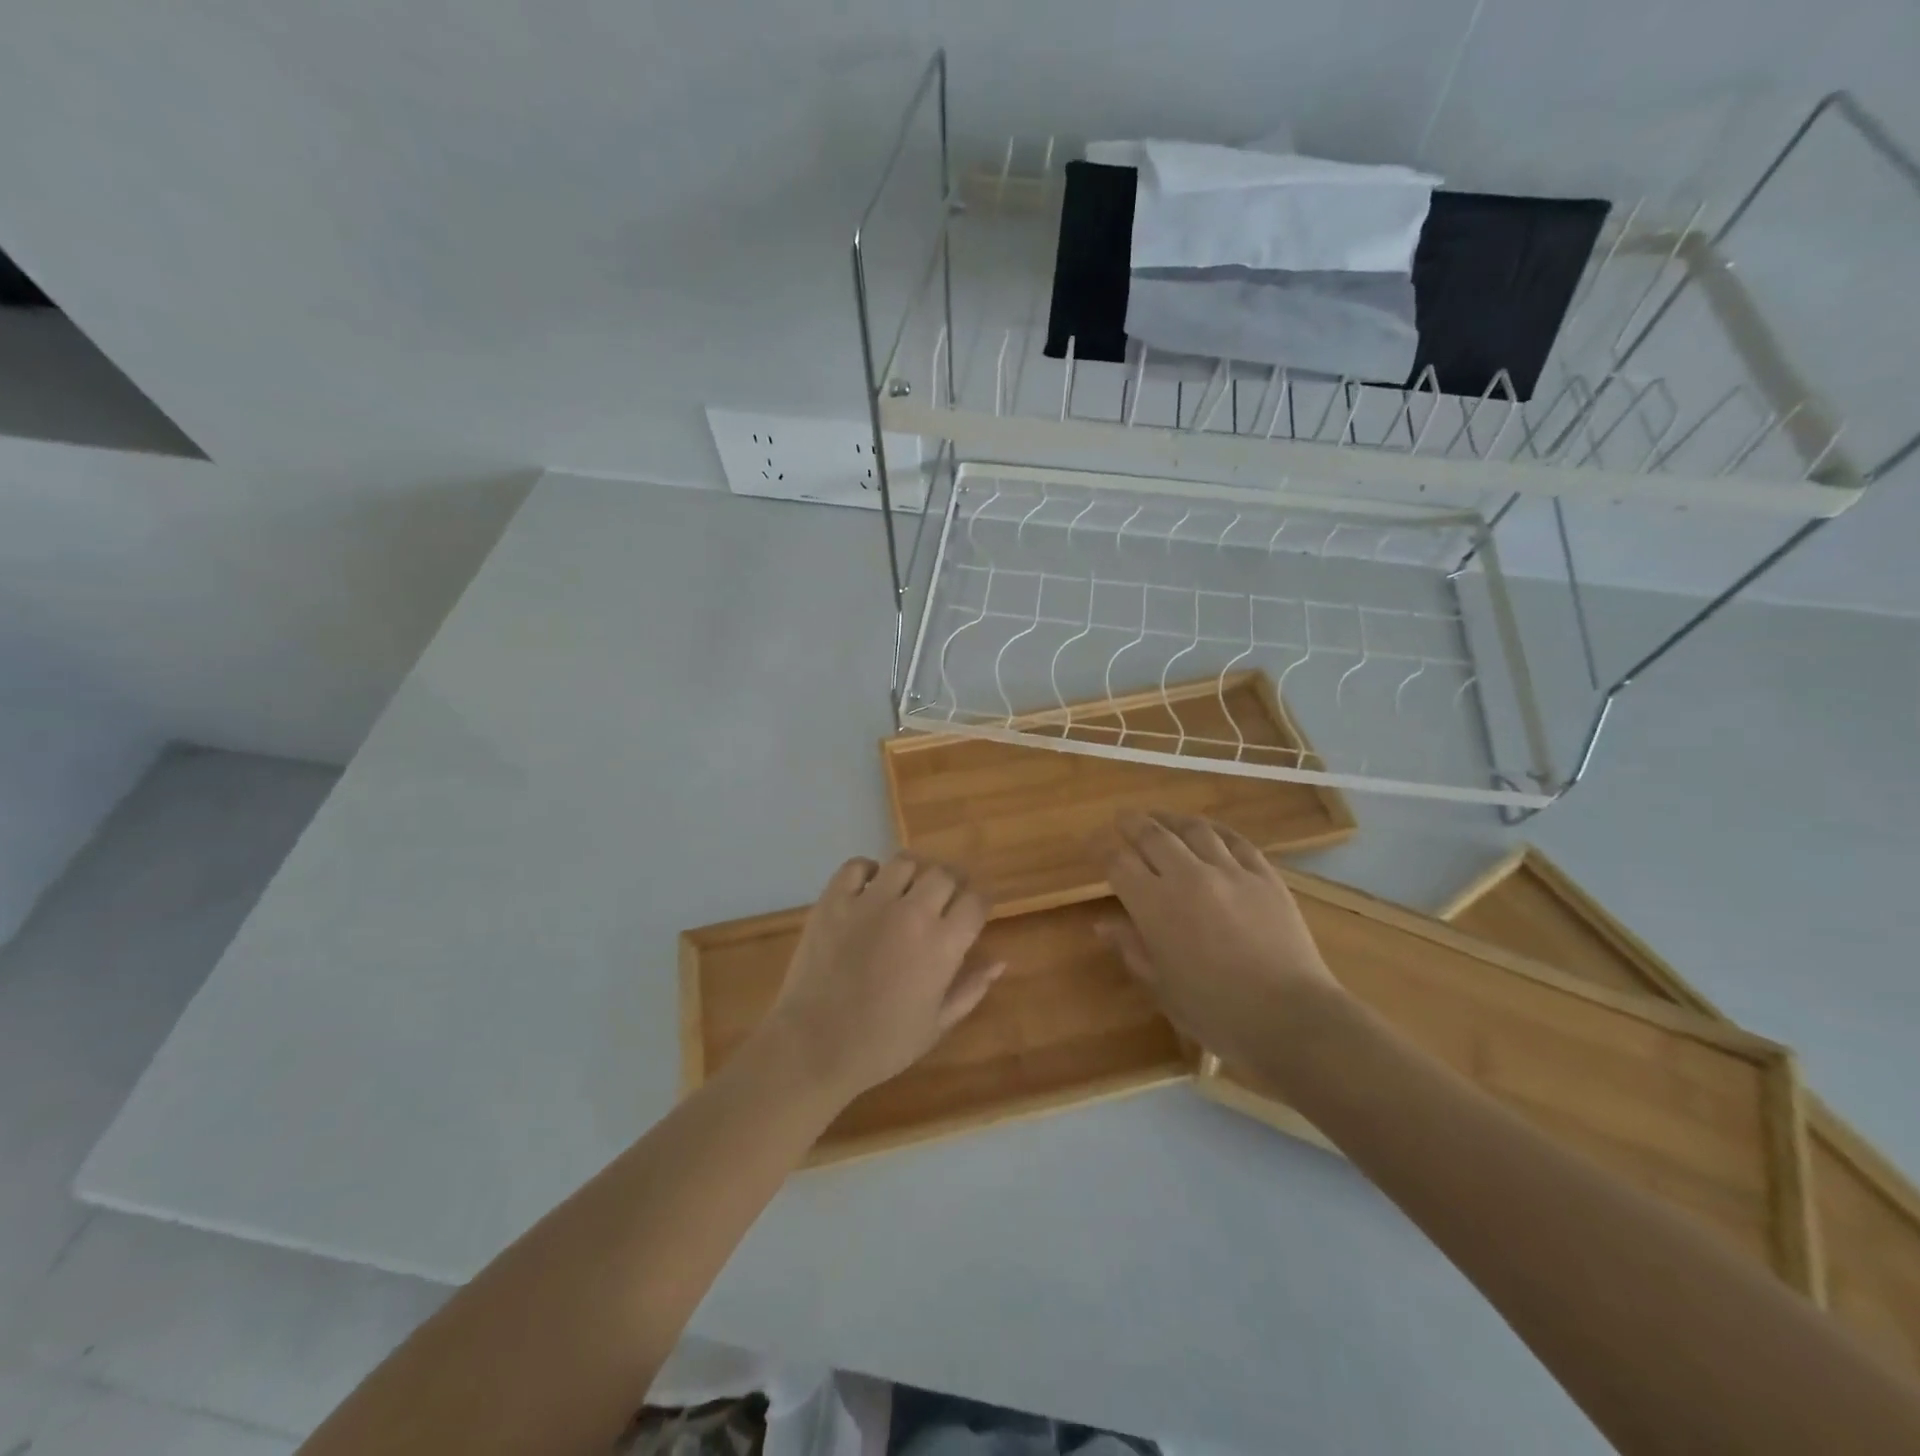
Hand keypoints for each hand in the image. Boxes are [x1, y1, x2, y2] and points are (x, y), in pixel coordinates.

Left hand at [757, 854, 1003, 1101]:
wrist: (814, 1046)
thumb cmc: (882, 1044)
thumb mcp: (937, 1025)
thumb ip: (971, 989)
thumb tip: (999, 961)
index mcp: (943, 944)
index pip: (976, 901)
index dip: (978, 904)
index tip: (972, 913)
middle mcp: (912, 912)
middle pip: (944, 874)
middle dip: (951, 883)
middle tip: (944, 898)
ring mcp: (870, 902)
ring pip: (904, 862)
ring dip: (913, 873)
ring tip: (907, 889)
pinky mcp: (834, 900)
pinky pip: (857, 866)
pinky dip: (867, 871)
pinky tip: (868, 889)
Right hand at [1098, 811, 1342, 1068]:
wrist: (1290, 1016)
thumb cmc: (1216, 1011)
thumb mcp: (1162, 987)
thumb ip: (1131, 948)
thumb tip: (1103, 924)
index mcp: (1154, 905)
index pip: (1119, 863)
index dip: (1102, 850)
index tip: (1093, 844)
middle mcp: (1188, 876)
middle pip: (1153, 835)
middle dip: (1132, 823)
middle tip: (1122, 818)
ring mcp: (1229, 871)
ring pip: (1194, 829)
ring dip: (1171, 819)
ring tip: (1161, 817)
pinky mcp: (1264, 875)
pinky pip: (1236, 840)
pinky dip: (1216, 830)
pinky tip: (1209, 829)